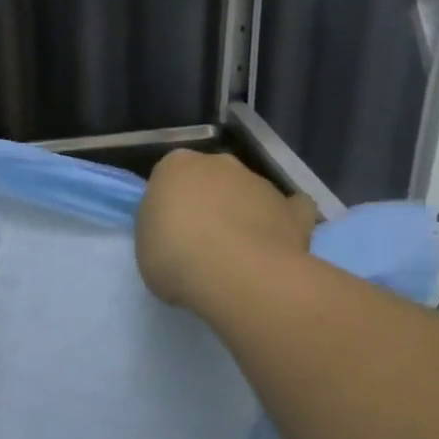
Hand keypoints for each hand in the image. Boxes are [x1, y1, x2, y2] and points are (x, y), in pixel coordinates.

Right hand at [136, 150, 318, 310]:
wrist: (238, 274)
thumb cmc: (176, 257)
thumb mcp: (144, 248)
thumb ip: (160, 230)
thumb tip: (176, 233)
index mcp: (176, 166)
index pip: (169, 178)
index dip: (169, 205)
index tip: (169, 232)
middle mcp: (219, 163)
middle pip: (211, 179)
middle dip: (209, 202)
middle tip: (201, 241)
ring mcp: (260, 183)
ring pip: (248, 194)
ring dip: (244, 214)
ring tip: (239, 256)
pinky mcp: (293, 209)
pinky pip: (291, 211)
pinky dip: (285, 222)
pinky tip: (278, 244)